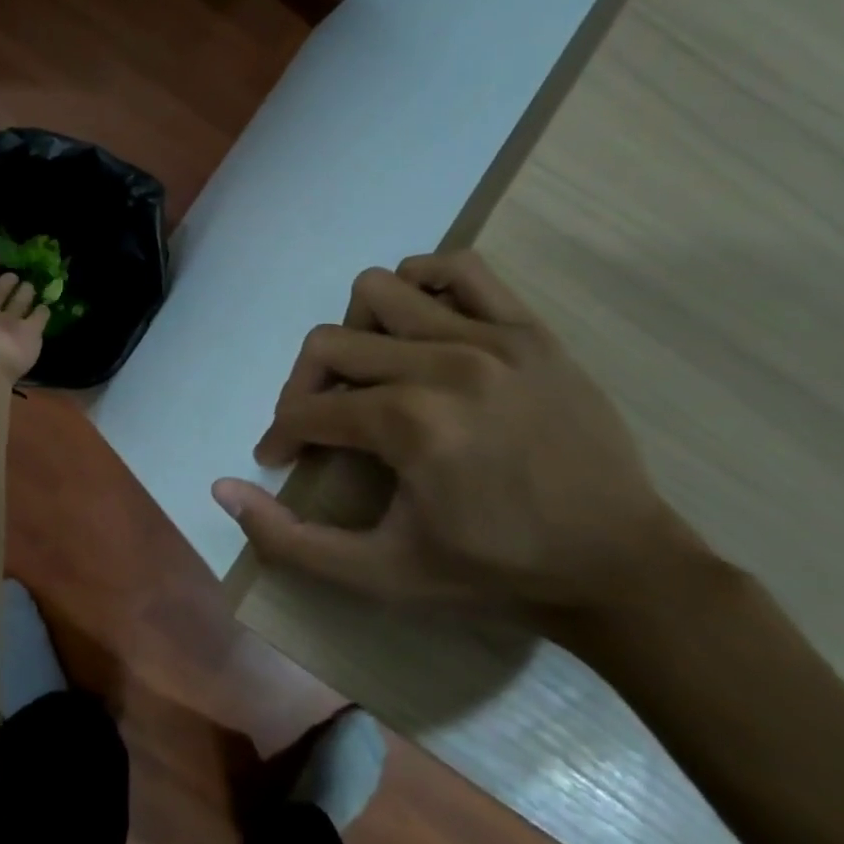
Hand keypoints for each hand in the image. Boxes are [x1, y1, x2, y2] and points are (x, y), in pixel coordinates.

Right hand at [212, 252, 703, 626]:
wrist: (621, 569)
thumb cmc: (494, 573)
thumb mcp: (381, 575)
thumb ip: (291, 541)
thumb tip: (222, 489)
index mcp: (409, 425)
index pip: (308, 410)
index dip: (281, 436)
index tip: (280, 460)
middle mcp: (443, 365)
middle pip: (329, 343)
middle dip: (303, 387)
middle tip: (318, 425)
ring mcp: (491, 338)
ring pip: (380, 290)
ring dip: (357, 331)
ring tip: (371, 374)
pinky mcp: (529, 330)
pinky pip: (459, 268)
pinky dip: (424, 284)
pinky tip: (421, 327)